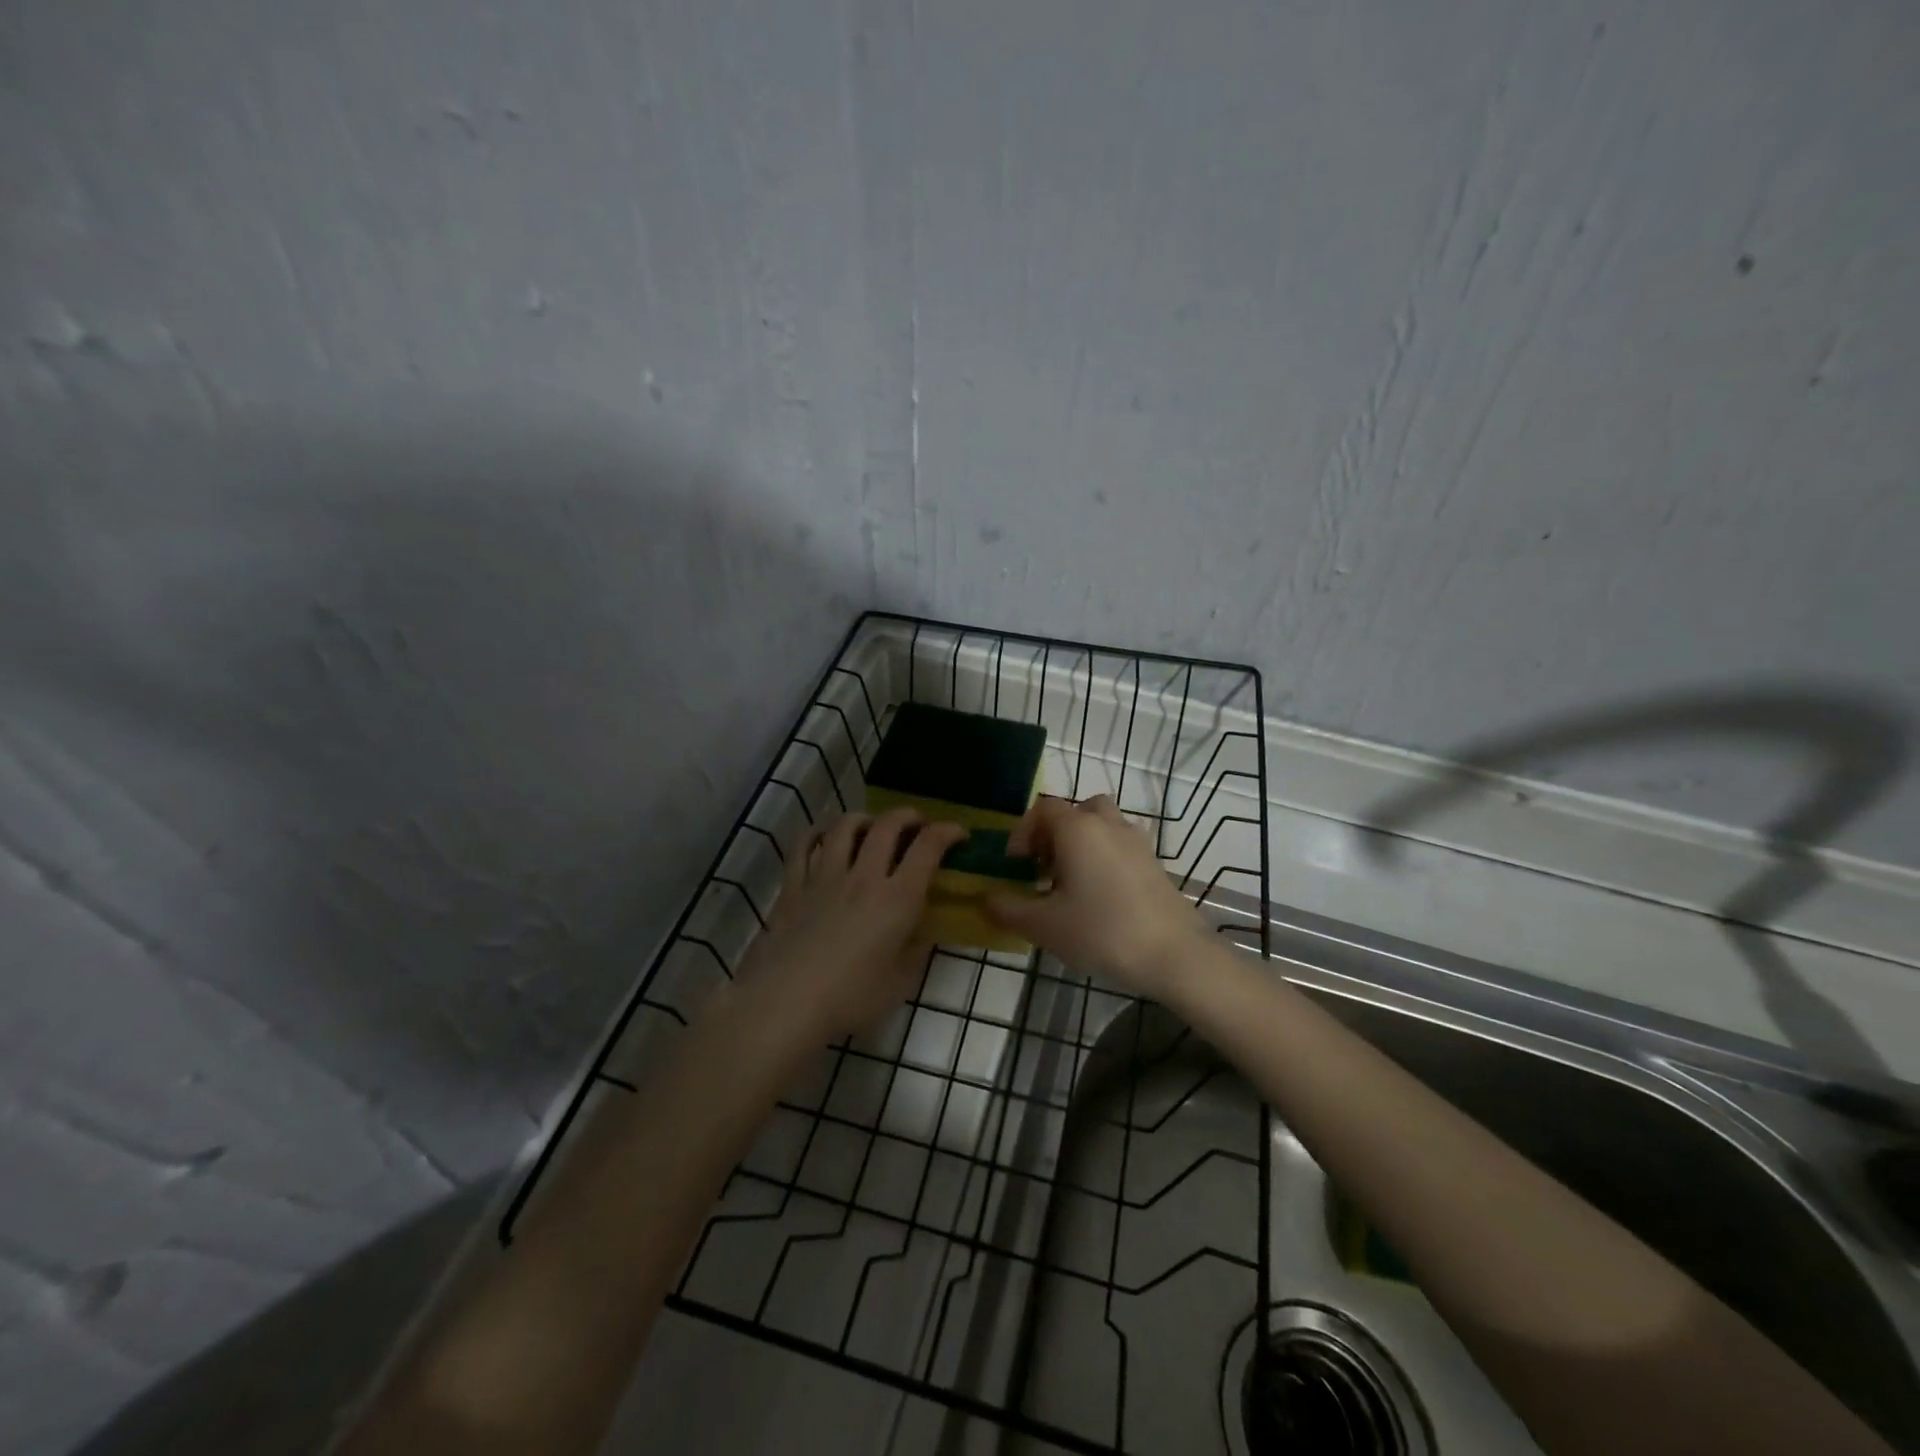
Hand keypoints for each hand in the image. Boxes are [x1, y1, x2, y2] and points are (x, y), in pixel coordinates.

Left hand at [737, 808, 966, 1042]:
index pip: (928, 847)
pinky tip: (824, 838)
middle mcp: (863, 876)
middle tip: (917, 825)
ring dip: (866, 819)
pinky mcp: (793, 885)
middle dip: (909, 816)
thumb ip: (916, 950)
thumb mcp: (900, 982)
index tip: (959, 833)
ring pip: (845, 826)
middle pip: (888, 825)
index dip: (947, 832)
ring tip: (872, 828)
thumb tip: (922, 930)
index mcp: (897, 899)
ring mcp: (825, 876)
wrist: (786, 1002)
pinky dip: (818, 833)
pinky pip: (804, 845)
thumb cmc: (850, 998)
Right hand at [984, 795, 1209, 997]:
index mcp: (1078, 828)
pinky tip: (1099, 897)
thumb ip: (1008, 908)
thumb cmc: (1102, 932)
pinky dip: (1103, 857)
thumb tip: (986, 898)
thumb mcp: (1044, 926)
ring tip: (1070, 881)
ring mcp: (1136, 841)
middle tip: (1043, 869)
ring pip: (1101, 825)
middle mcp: (1108, 824)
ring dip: (1080, 843)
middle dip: (1052, 834)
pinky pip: (1119, 845)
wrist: (1175, 955)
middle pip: (1074, 811)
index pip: (1042, 809)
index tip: (1016, 865)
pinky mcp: (1154, 863)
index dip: (1022, 832)